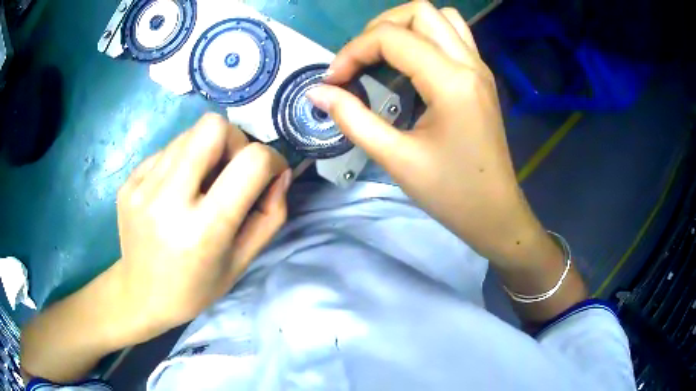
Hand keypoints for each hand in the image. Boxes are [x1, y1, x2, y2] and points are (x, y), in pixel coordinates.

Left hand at [115, 113, 290, 334]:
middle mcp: (168, 201)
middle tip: (230, 169)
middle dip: (234, 140)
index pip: (251, 162)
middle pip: (213, 126)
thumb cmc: (197, 288)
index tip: (268, 174)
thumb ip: (270, 215)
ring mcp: (142, 188)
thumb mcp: (242, 261)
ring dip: (206, 151)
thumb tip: (281, 172)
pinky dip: (181, 163)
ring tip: (200, 184)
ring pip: (189, 133)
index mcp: (203, 230)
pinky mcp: (128, 182)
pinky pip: (166, 150)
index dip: (270, 159)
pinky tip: (174, 192)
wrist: (141, 296)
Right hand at [308, 1, 551, 266]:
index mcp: (451, 81)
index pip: (391, 37)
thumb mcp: (396, 159)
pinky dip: (427, 36)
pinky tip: (412, 62)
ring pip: (440, 17)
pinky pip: (454, 35)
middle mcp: (469, 63)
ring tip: (383, 54)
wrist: (494, 213)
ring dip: (405, 26)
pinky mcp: (481, 76)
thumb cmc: (451, 193)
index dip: (352, 51)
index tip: (333, 80)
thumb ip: (353, 119)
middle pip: (419, 11)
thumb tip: (317, 92)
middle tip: (359, 61)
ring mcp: (479, 67)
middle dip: (378, 27)